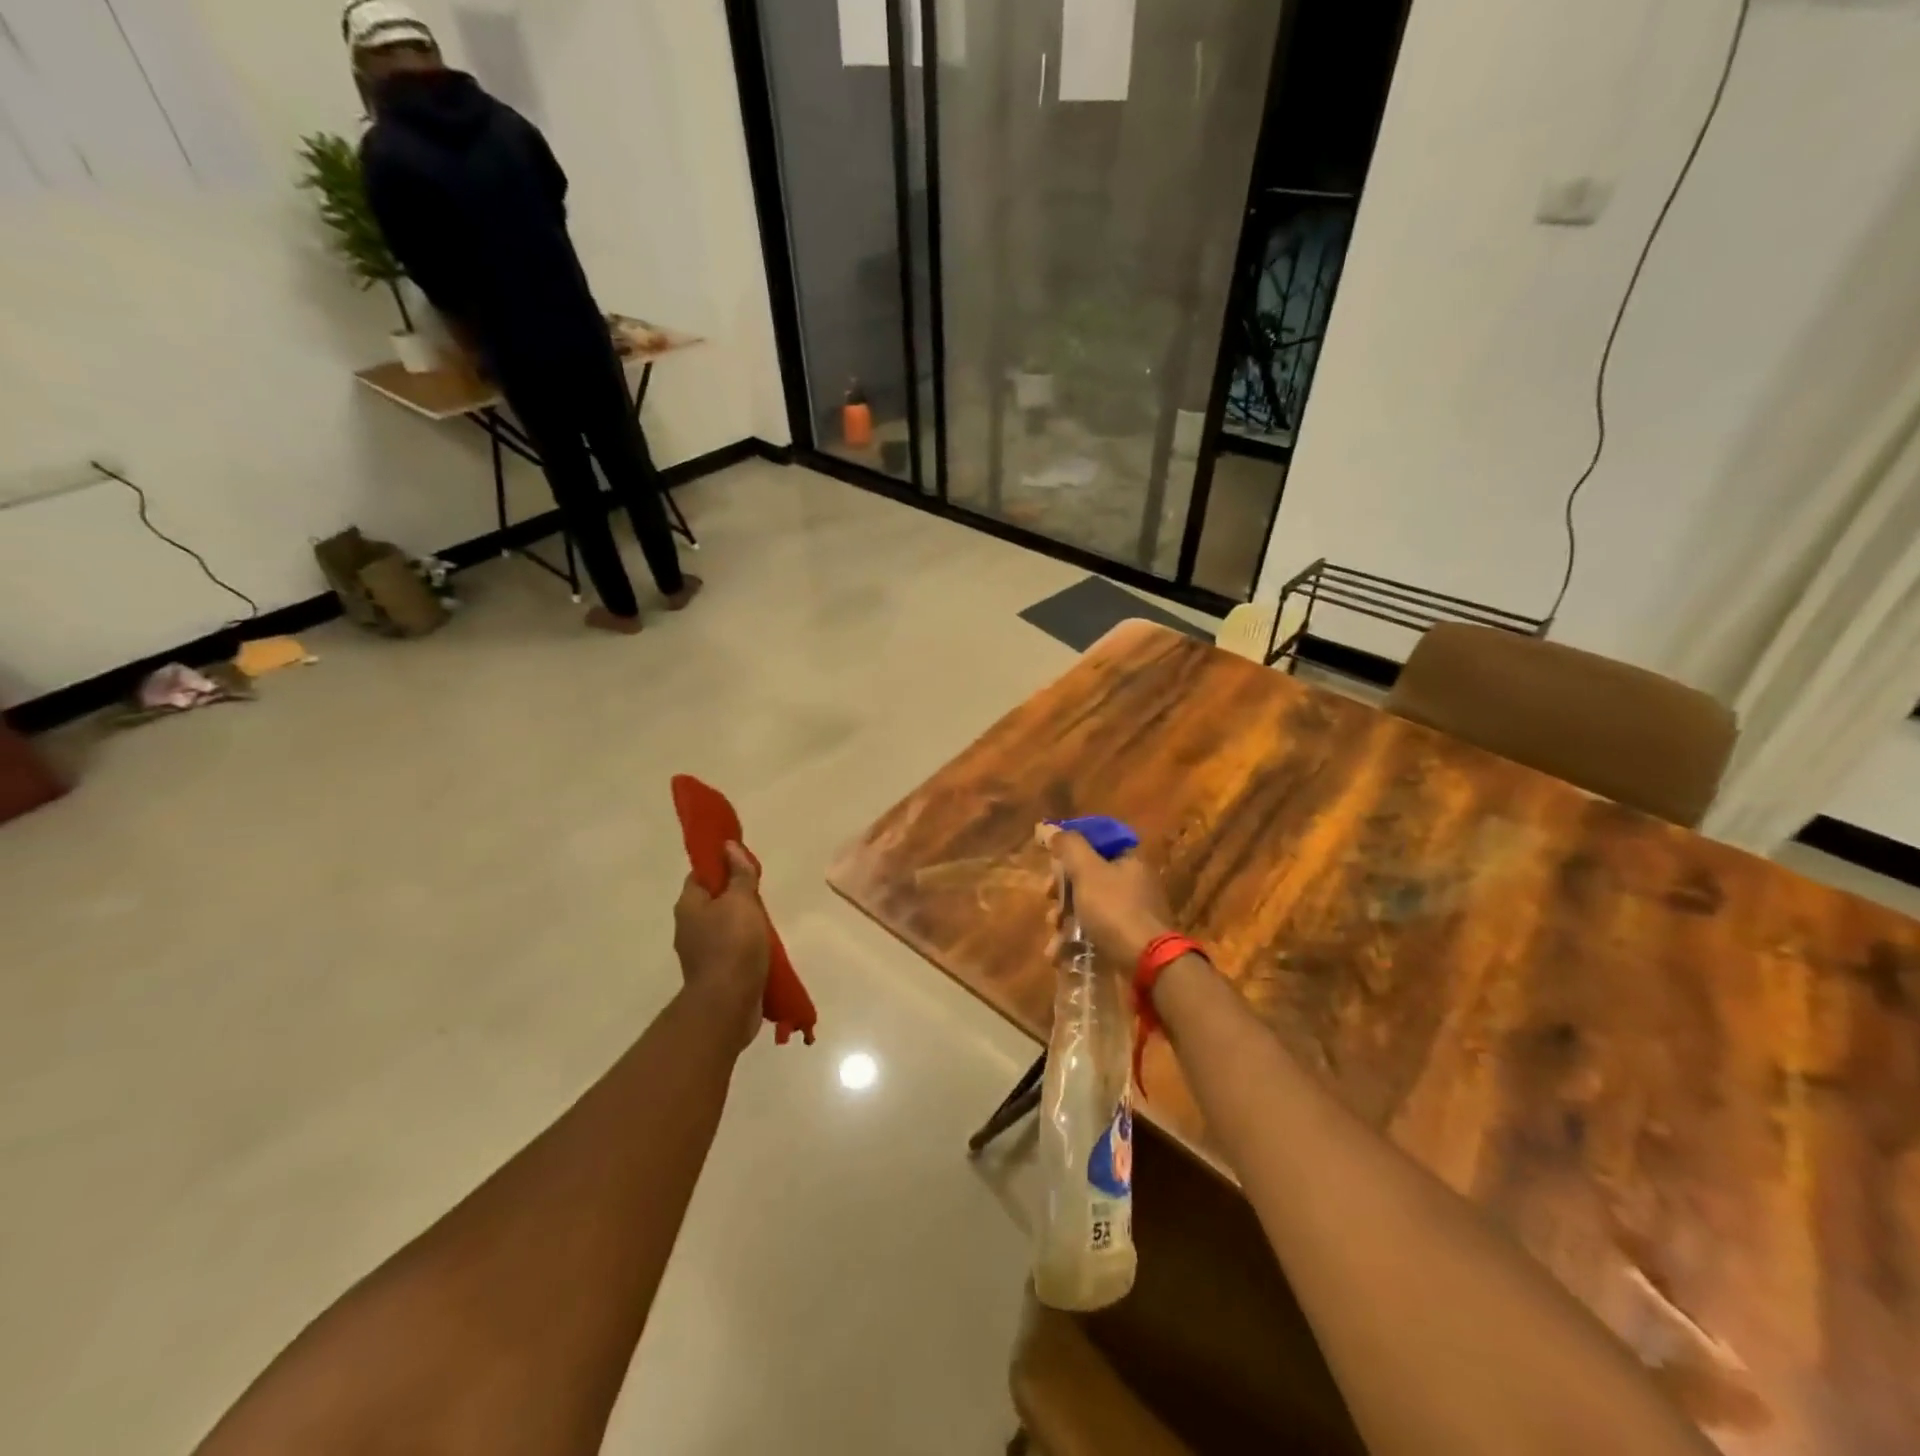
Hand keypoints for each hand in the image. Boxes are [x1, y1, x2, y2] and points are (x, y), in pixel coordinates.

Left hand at [673, 843, 771, 1051]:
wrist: (727, 1004)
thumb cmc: (733, 945)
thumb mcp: (741, 901)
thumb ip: (738, 873)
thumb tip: (728, 846)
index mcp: (689, 905)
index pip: (701, 874)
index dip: (721, 864)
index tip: (744, 862)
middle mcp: (688, 927)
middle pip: (713, 900)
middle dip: (736, 894)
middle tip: (761, 891)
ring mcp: (700, 952)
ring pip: (724, 926)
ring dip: (743, 922)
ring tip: (767, 920)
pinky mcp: (715, 973)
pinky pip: (731, 949)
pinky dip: (745, 945)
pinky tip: (763, 946)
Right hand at [1037, 823, 1174, 968]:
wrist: (1147, 963)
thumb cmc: (1114, 909)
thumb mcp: (1087, 871)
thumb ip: (1068, 846)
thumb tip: (1048, 827)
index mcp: (1129, 859)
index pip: (1096, 841)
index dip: (1070, 849)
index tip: (1051, 861)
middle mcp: (1133, 882)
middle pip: (1087, 876)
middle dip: (1061, 890)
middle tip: (1048, 898)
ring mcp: (1130, 912)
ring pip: (1087, 906)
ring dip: (1064, 919)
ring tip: (1054, 935)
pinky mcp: (1125, 939)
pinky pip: (1094, 932)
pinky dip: (1074, 941)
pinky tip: (1058, 954)